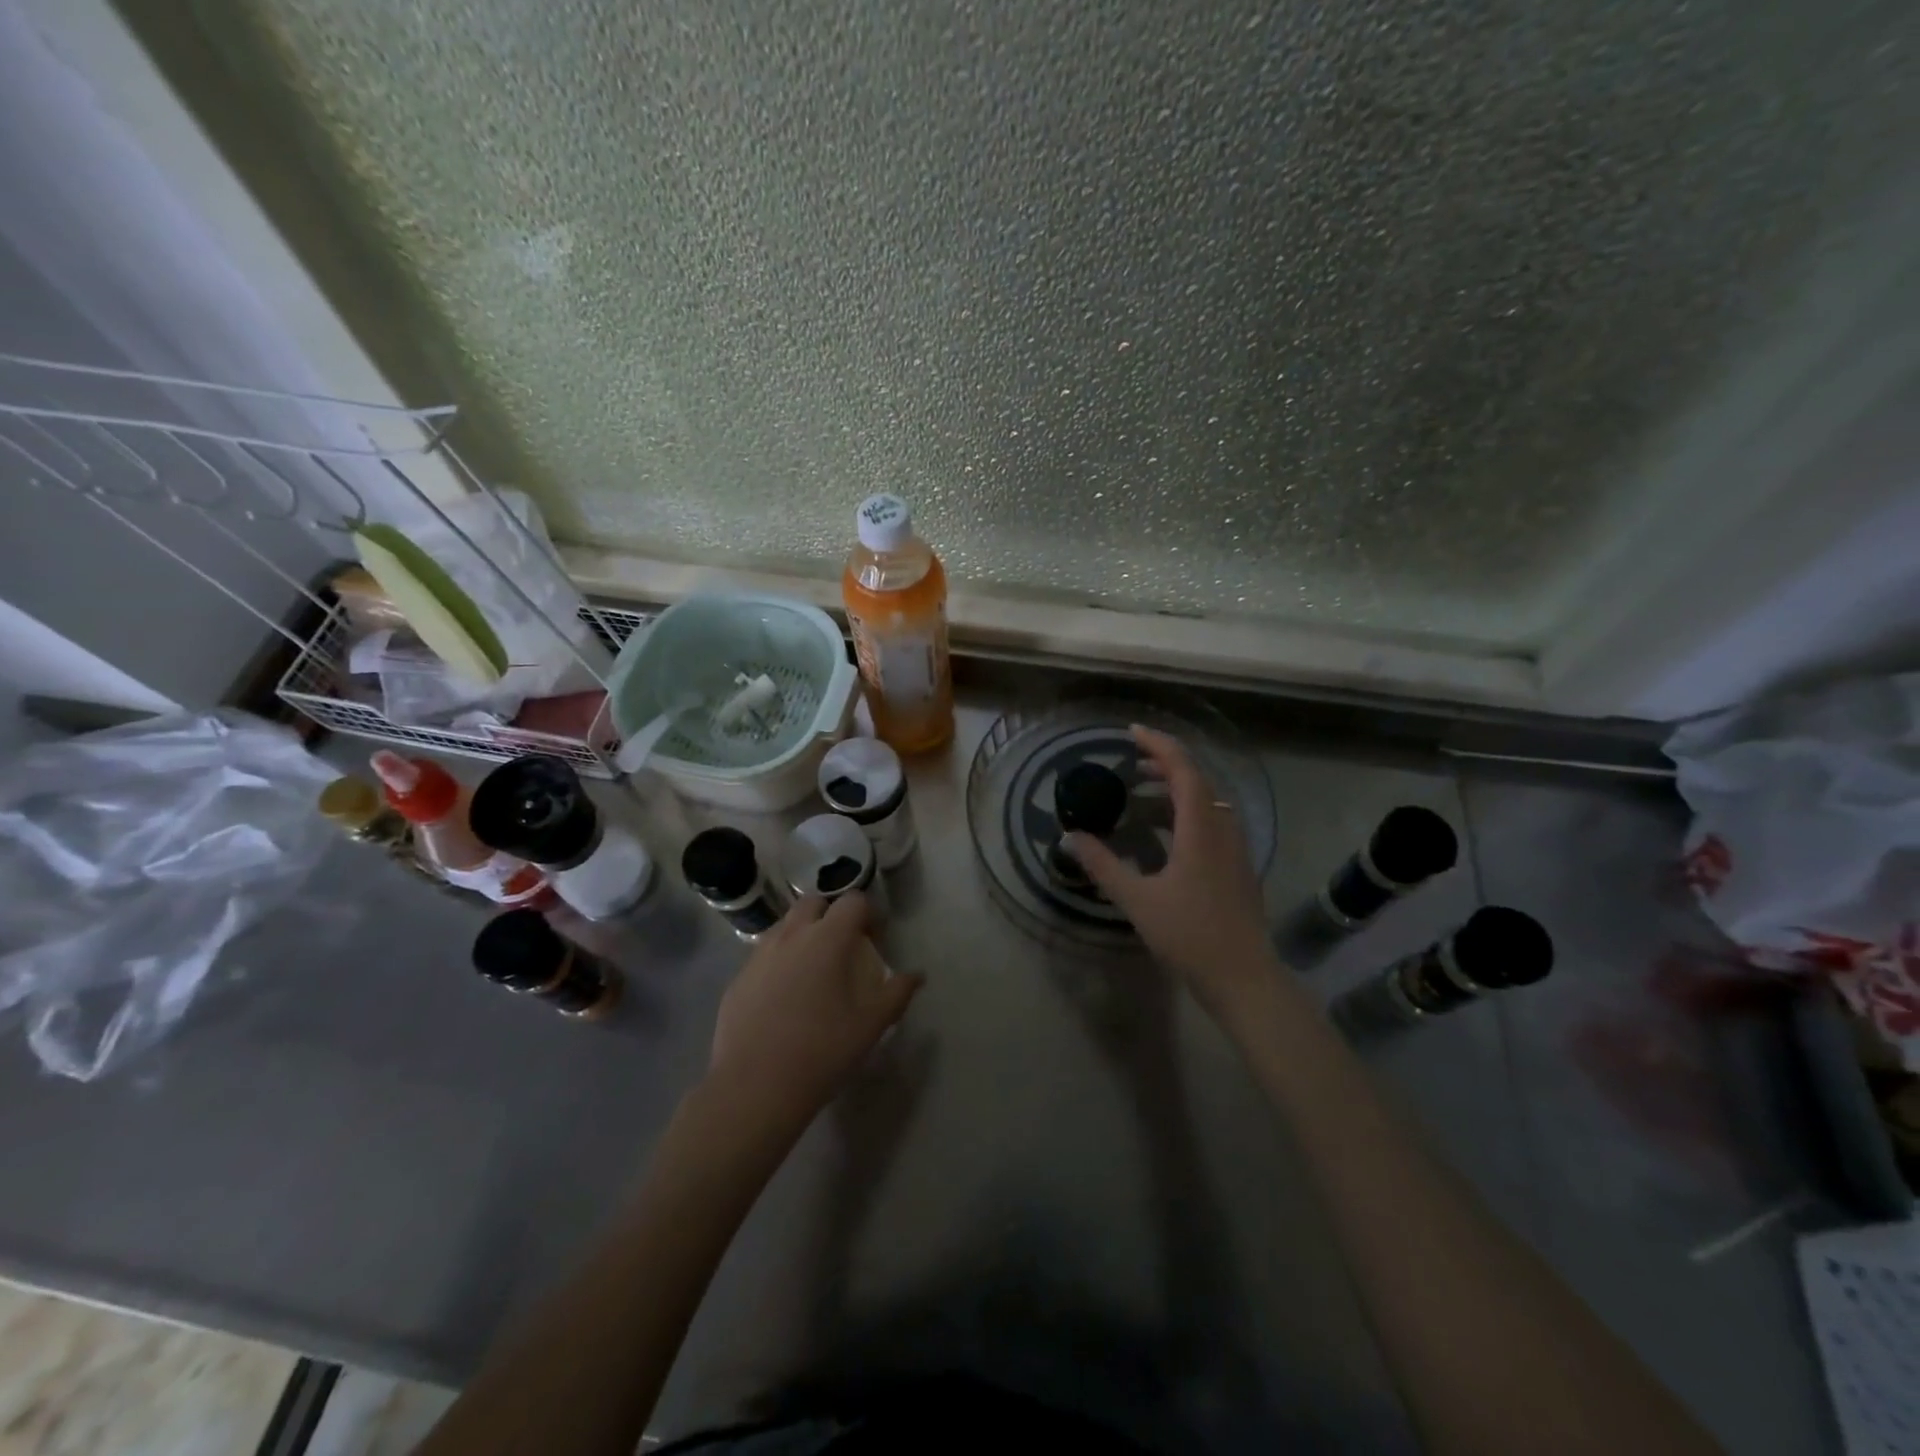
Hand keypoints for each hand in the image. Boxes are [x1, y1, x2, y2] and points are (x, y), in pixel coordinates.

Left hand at [707, 893, 923, 1132]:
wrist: (753, 1088)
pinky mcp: (738, 979)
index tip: (874, 941)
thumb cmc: (822, 1051)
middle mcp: (791, 936)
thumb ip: (897, 993)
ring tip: (812, 971)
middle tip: (842, 949)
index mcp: (827, 939)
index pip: (853, 901)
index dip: (868, 914)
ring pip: (784, 926)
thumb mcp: (871, 1025)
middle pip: (813, 903)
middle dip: (831, 915)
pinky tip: (783, 999)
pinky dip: (778, 962)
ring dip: (802, 935)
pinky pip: (763, 956)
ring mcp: (759, 956)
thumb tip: (916, 976)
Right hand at [1067, 726, 1280, 1021]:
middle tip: (1133, 763)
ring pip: (1208, 802)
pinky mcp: (1238, 868)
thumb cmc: (1190, 935)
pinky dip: (1187, 813)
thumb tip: (1070, 837)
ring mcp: (1236, 849)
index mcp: (1201, 828)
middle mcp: (1223, 829)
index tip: (1132, 732)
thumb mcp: (1137, 900)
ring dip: (1177, 789)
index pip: (1183, 769)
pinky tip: (1167, 835)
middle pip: (1198, 781)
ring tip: (1144, 794)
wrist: (1244, 978)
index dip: (1159, 745)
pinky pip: (1213, 823)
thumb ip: (1102, 865)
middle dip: (1166, 764)